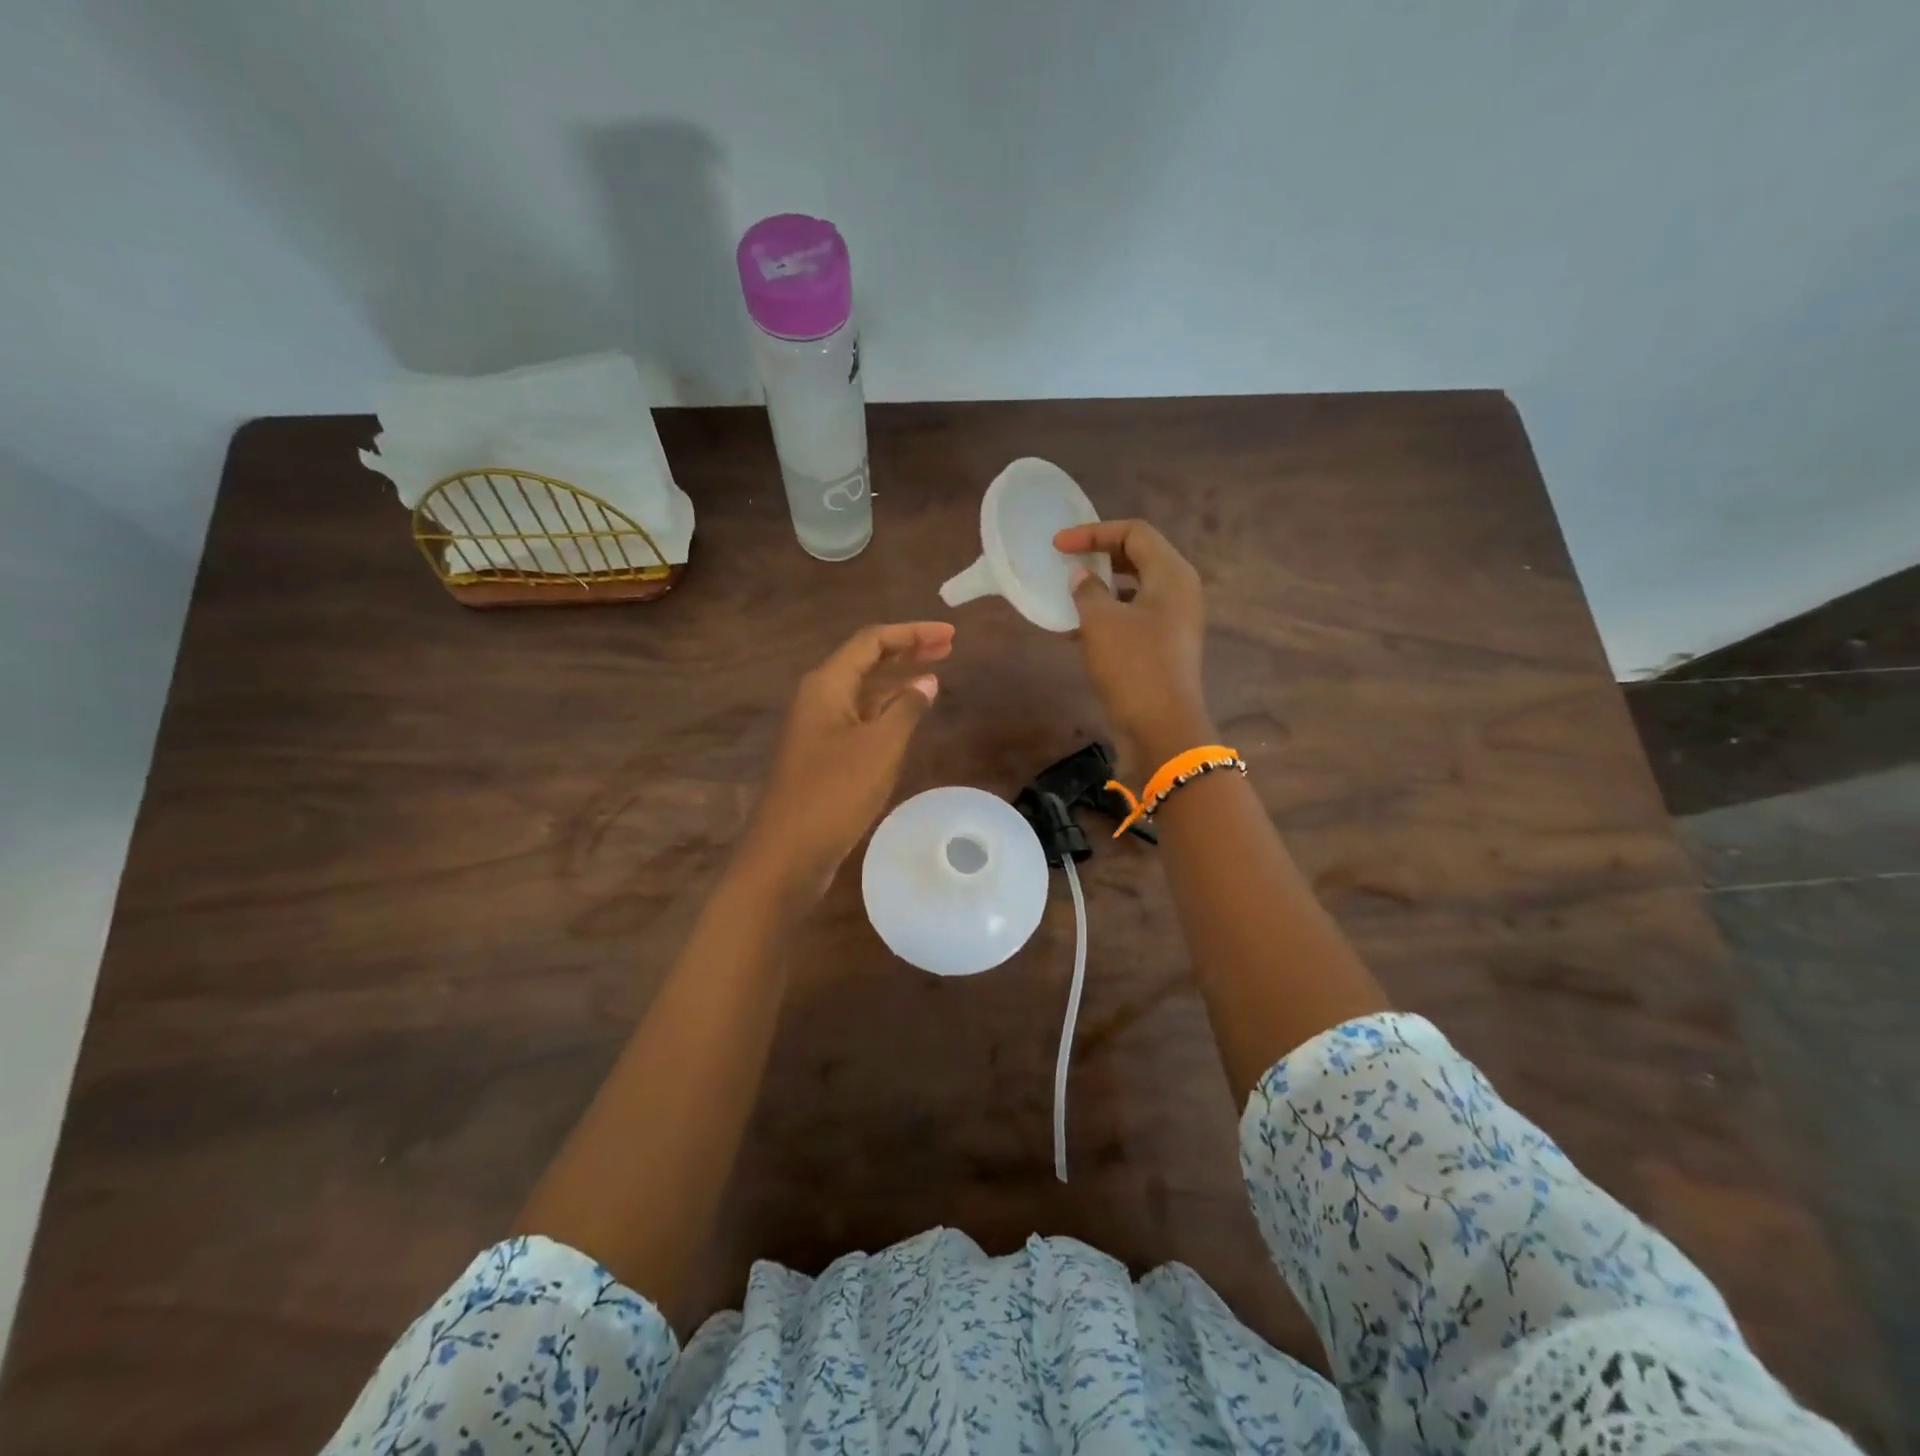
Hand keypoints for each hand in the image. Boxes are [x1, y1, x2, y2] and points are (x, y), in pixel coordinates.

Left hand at [738, 622, 953, 901]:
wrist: (789, 852)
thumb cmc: (835, 793)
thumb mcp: (880, 747)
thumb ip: (907, 708)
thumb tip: (928, 682)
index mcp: (827, 685)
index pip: (872, 641)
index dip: (912, 633)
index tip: (951, 634)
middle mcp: (820, 698)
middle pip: (867, 661)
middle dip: (908, 651)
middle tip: (949, 646)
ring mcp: (820, 727)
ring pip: (864, 690)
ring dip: (899, 680)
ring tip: (936, 674)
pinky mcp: (825, 754)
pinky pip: (861, 717)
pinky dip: (888, 710)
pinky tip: (909, 715)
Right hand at [1054, 519, 1211, 764]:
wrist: (1161, 727)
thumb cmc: (1132, 665)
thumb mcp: (1101, 622)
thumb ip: (1087, 591)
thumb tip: (1081, 577)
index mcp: (1172, 574)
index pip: (1134, 532)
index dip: (1094, 532)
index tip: (1059, 546)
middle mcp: (1180, 591)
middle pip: (1139, 557)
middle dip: (1100, 556)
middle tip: (1067, 562)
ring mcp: (1175, 621)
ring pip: (1135, 589)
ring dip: (1102, 588)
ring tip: (1069, 595)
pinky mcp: (1165, 647)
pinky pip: (1135, 617)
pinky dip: (1109, 615)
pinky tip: (1078, 630)